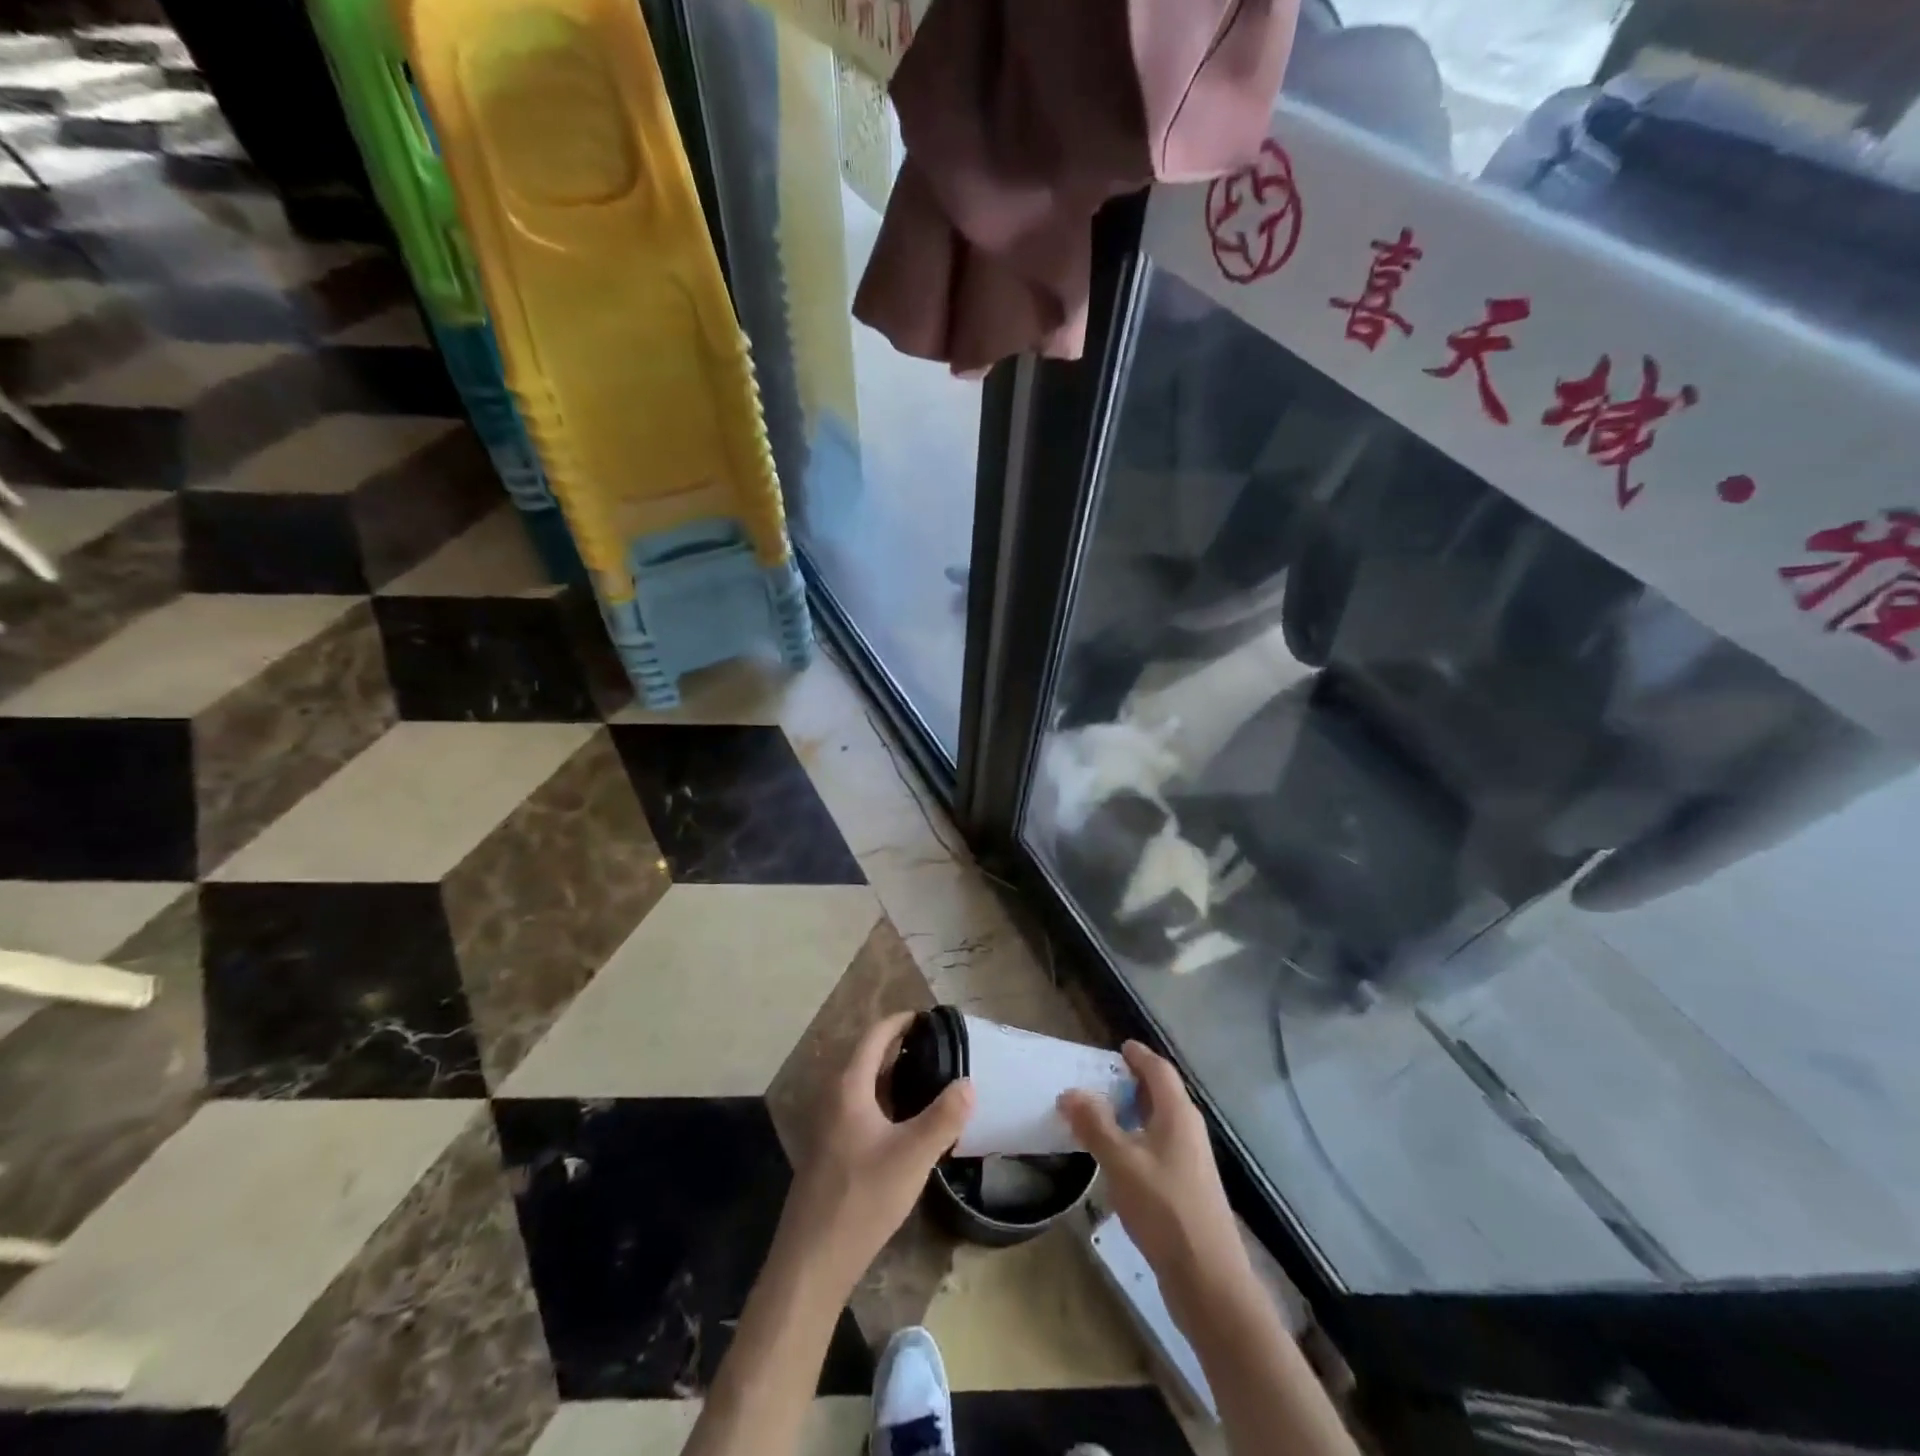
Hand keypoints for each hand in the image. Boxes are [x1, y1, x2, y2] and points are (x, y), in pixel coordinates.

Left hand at [777, 1012, 973, 1293]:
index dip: (900, 1022)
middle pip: (867, 1056)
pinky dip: (885, 1099)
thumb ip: (944, 1117)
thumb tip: (968, 1082)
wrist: (813, 1259)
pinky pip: (860, 1106)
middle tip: (938, 1047)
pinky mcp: (831, 1148)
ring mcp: (829, 1124)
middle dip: (900, 1046)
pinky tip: (907, 1119)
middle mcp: (834, 1096)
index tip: (929, 1017)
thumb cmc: (862, 1198)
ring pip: (864, 1084)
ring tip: (929, 1076)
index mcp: (848, 1087)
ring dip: (892, 1074)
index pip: (874, 1036)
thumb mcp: (912, 1156)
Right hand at [1060, 1041, 1249, 1314]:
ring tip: (1099, 1115)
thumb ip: (1094, 1124)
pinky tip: (1116, 1158)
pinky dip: (1137, 1139)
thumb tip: (1070, 1091)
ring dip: (1132, 1114)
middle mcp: (1188, 1130)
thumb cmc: (1164, 1208)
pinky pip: (1158, 1146)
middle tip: (1098, 1079)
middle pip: (1161, 1093)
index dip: (1138, 1055)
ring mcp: (1190, 1160)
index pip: (1159, 1070)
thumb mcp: (1120, 1161)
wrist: (1208, 1278)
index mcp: (1177, 1114)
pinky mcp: (1187, 1187)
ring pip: (1159, 1122)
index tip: (1118, 1046)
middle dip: (1131, 1083)